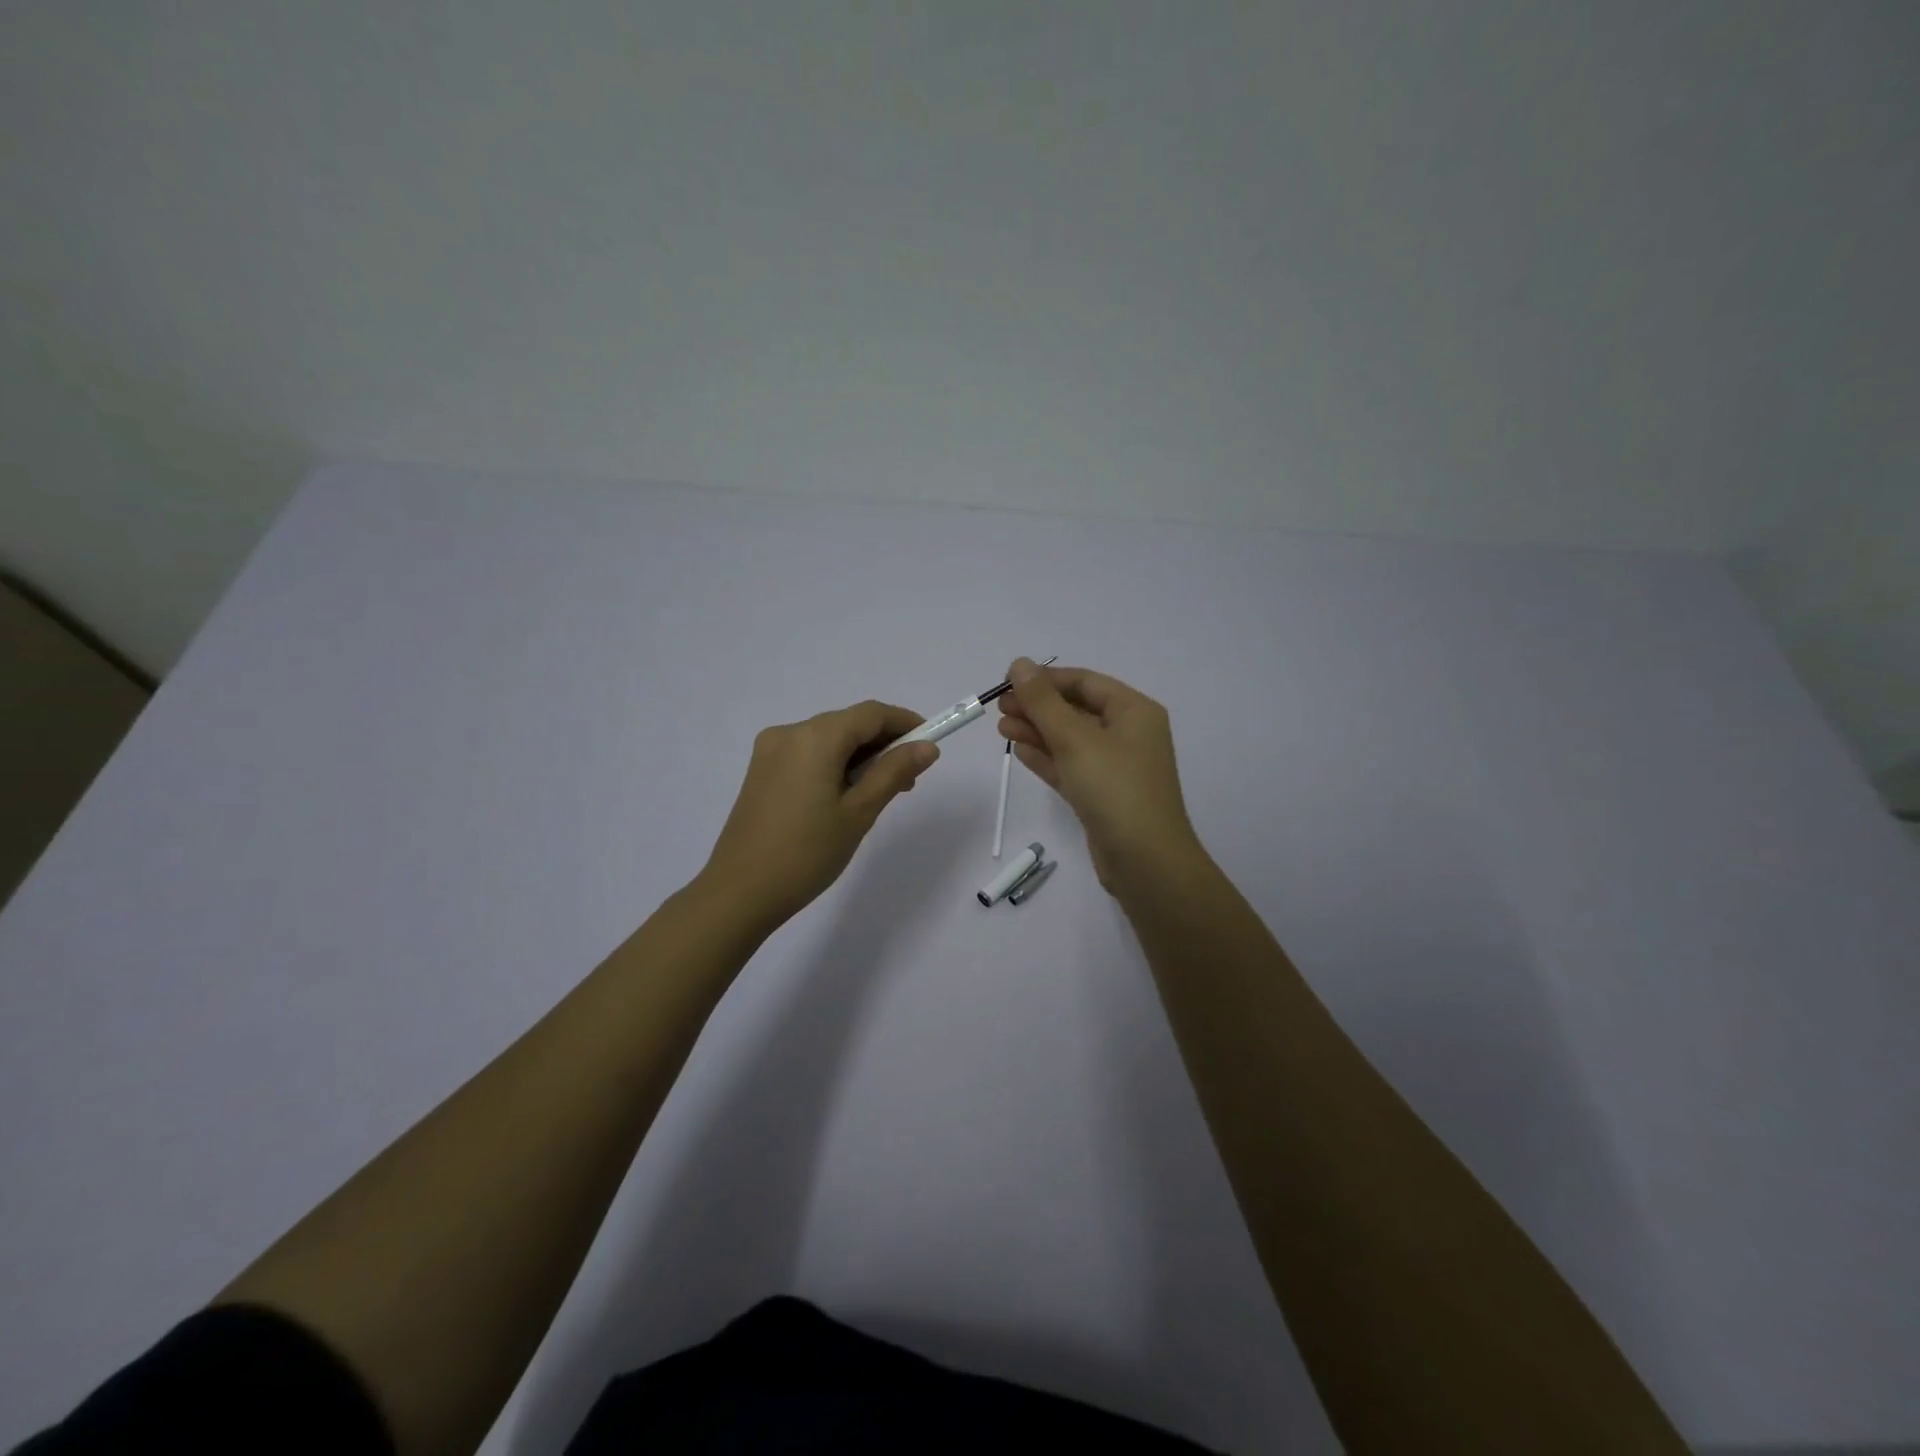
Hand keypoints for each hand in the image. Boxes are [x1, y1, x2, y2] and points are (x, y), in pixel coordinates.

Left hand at [700, 700, 938, 930]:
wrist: (739, 893)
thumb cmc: (807, 853)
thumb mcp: (859, 812)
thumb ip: (893, 772)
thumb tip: (927, 747)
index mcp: (814, 737)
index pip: (871, 713)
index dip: (905, 723)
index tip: (930, 745)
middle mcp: (789, 732)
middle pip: (848, 723)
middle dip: (883, 743)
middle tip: (908, 781)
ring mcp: (770, 751)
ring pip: (829, 739)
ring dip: (860, 756)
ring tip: (880, 794)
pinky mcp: (762, 770)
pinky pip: (808, 754)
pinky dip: (834, 764)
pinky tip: (846, 796)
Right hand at [996, 659, 1200, 891]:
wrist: (1145, 861)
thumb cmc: (1114, 789)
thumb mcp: (1075, 739)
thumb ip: (1043, 702)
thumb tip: (1019, 663)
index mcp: (1134, 711)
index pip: (1084, 682)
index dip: (1045, 680)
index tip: (1007, 682)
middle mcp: (1129, 734)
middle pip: (1076, 709)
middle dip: (1037, 707)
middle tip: (999, 708)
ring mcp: (1116, 766)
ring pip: (1070, 740)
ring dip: (1037, 731)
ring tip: (1001, 729)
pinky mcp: (1103, 795)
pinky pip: (1071, 767)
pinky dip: (1047, 758)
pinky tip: (1020, 752)